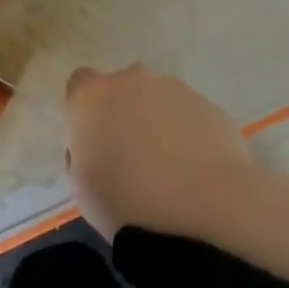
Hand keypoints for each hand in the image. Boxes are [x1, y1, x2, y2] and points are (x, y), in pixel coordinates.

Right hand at [64, 66, 251, 240]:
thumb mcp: (83, 187)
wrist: (205, 207)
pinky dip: (188, 134)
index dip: (86, 109)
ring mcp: (174, 88)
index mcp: (93, 97)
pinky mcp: (208, 104)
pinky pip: (188, 115)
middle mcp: (132, 80)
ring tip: (169, 168)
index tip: (93, 138)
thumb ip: (84, 152)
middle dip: (124, 112)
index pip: (80, 83)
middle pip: (122, 87)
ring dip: (157, 122)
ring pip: (158, 99)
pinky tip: (195, 169)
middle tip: (131, 155)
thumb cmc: (128, 204)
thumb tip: (97, 145)